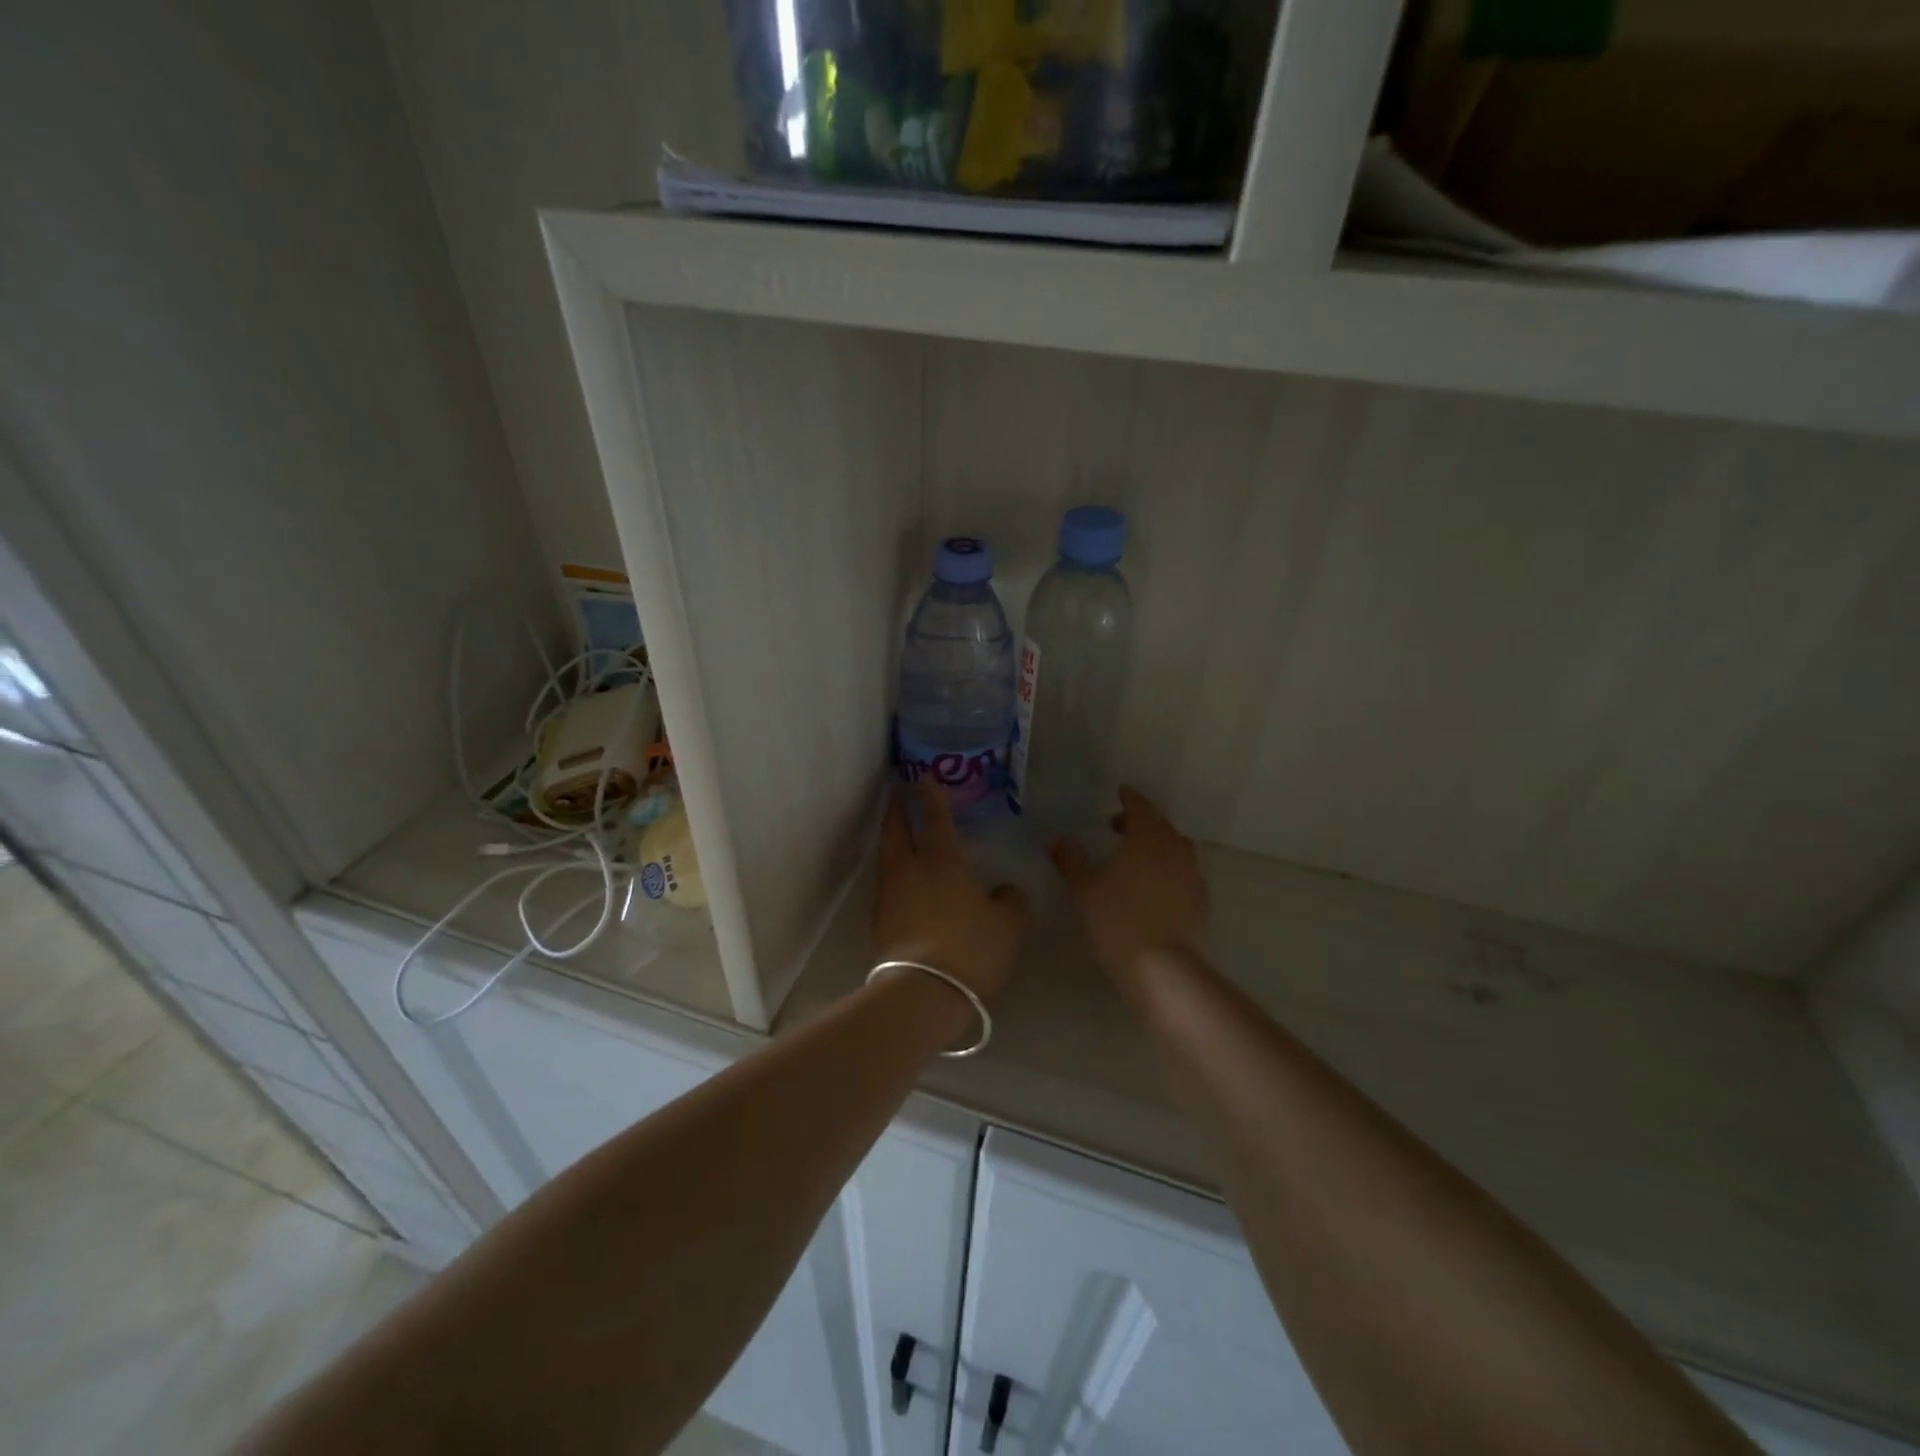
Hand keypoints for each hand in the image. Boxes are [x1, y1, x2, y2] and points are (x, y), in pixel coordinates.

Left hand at [874, 781, 1026, 1000]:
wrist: (923, 992)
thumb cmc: (972, 948)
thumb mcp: (1008, 924)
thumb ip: (1009, 900)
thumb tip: (1003, 891)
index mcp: (942, 861)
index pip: (936, 819)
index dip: (931, 796)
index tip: (923, 777)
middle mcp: (909, 871)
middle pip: (897, 831)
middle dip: (898, 811)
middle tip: (898, 796)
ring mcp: (890, 897)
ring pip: (888, 859)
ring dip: (892, 842)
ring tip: (900, 838)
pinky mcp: (880, 924)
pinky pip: (888, 888)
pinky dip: (895, 876)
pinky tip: (905, 886)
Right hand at [1052, 786, 1207, 981]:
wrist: (1163, 967)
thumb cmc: (1118, 920)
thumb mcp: (1085, 890)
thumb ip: (1071, 860)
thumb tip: (1057, 840)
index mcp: (1146, 839)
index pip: (1140, 807)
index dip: (1130, 798)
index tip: (1121, 792)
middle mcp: (1174, 849)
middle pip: (1161, 823)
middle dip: (1142, 819)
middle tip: (1120, 825)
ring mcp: (1192, 874)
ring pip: (1178, 846)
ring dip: (1160, 842)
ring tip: (1141, 854)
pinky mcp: (1201, 900)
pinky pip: (1187, 871)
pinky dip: (1172, 867)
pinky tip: (1159, 883)